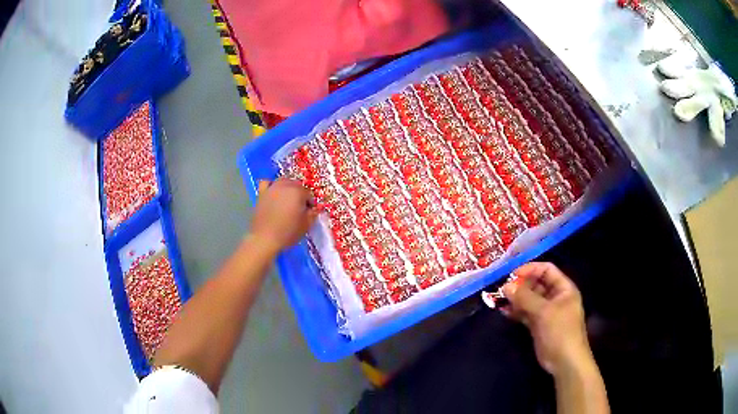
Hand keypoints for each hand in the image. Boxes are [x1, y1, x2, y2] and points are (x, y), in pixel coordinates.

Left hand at [250, 178, 317, 252]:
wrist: (264, 239)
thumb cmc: (287, 233)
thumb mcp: (306, 225)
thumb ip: (312, 214)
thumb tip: (313, 209)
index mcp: (298, 192)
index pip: (308, 194)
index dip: (310, 204)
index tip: (309, 212)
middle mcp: (285, 186)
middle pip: (296, 185)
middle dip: (300, 194)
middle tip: (300, 208)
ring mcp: (272, 188)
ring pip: (283, 181)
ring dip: (288, 187)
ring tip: (288, 200)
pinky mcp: (261, 194)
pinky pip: (267, 183)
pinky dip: (271, 185)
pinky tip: (273, 193)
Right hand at [502, 262, 592, 376]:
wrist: (565, 361)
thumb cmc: (560, 331)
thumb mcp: (544, 312)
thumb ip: (525, 298)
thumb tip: (506, 286)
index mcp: (563, 289)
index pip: (547, 270)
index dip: (530, 269)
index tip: (512, 275)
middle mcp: (555, 297)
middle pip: (537, 284)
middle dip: (520, 285)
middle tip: (502, 289)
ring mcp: (547, 312)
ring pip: (530, 299)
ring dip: (516, 299)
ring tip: (499, 300)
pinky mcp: (538, 325)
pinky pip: (526, 313)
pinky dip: (516, 312)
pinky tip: (504, 311)